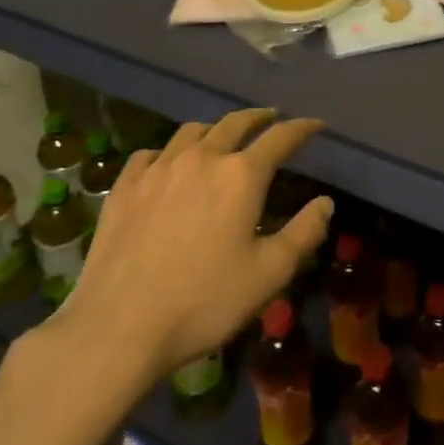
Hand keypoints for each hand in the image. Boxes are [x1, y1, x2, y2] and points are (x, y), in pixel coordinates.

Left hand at [35, 109, 332, 394]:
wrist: (118, 327)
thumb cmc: (204, 301)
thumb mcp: (269, 274)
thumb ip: (304, 233)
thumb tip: (325, 203)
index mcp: (241, 175)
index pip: (280, 137)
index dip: (302, 128)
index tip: (315, 124)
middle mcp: (202, 158)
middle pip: (235, 123)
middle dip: (259, 117)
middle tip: (271, 118)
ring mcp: (159, 168)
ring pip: (192, 131)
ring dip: (215, 129)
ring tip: (222, 137)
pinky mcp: (125, 186)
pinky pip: (151, 153)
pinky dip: (169, 151)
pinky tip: (168, 164)